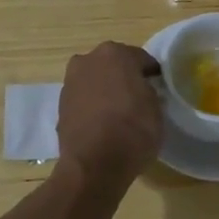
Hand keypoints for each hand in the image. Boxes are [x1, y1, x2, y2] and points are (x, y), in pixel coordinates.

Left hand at [57, 42, 163, 182]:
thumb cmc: (133, 130)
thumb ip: (149, 91)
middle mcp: (88, 60)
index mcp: (115, 53)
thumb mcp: (157, 108)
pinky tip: (103, 124)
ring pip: (95, 81)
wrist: (94, 165)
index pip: (141, 59)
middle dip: (125, 78)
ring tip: (118, 114)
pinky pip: (84, 100)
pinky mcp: (60, 106)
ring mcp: (70, 82)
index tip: (158, 88)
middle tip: (138, 99)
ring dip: (105, 91)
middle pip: (113, 66)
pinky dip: (92, 107)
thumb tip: (142, 91)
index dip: (152, 74)